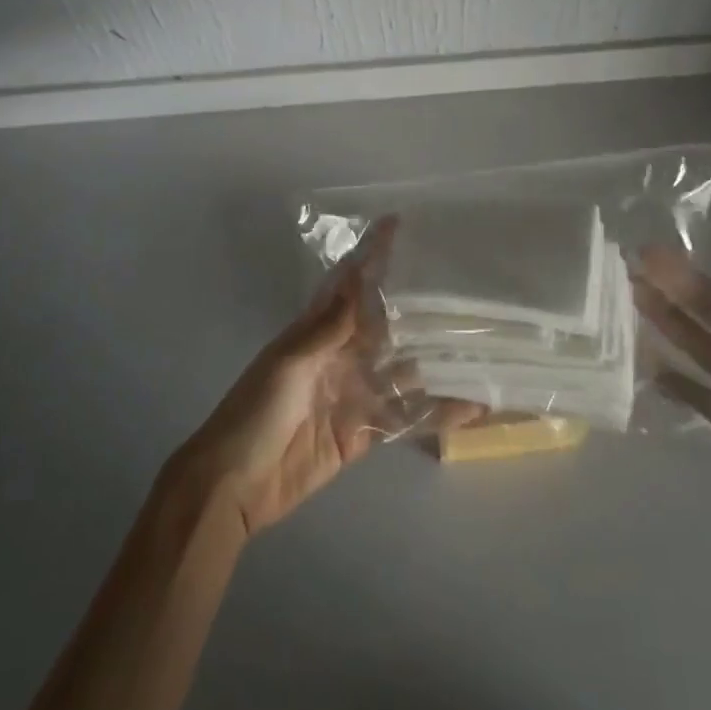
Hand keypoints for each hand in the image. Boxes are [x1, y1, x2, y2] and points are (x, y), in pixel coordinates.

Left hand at [170, 217, 482, 537]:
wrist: (234, 484)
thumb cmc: (254, 413)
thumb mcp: (288, 363)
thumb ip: (328, 328)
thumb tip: (360, 280)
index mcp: (317, 331)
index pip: (349, 284)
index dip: (370, 255)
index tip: (396, 224)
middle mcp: (340, 355)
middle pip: (384, 325)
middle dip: (416, 308)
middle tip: (461, 290)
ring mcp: (353, 393)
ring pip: (401, 370)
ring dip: (434, 362)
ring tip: (476, 347)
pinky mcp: (362, 432)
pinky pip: (402, 416)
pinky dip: (433, 413)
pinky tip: (468, 406)